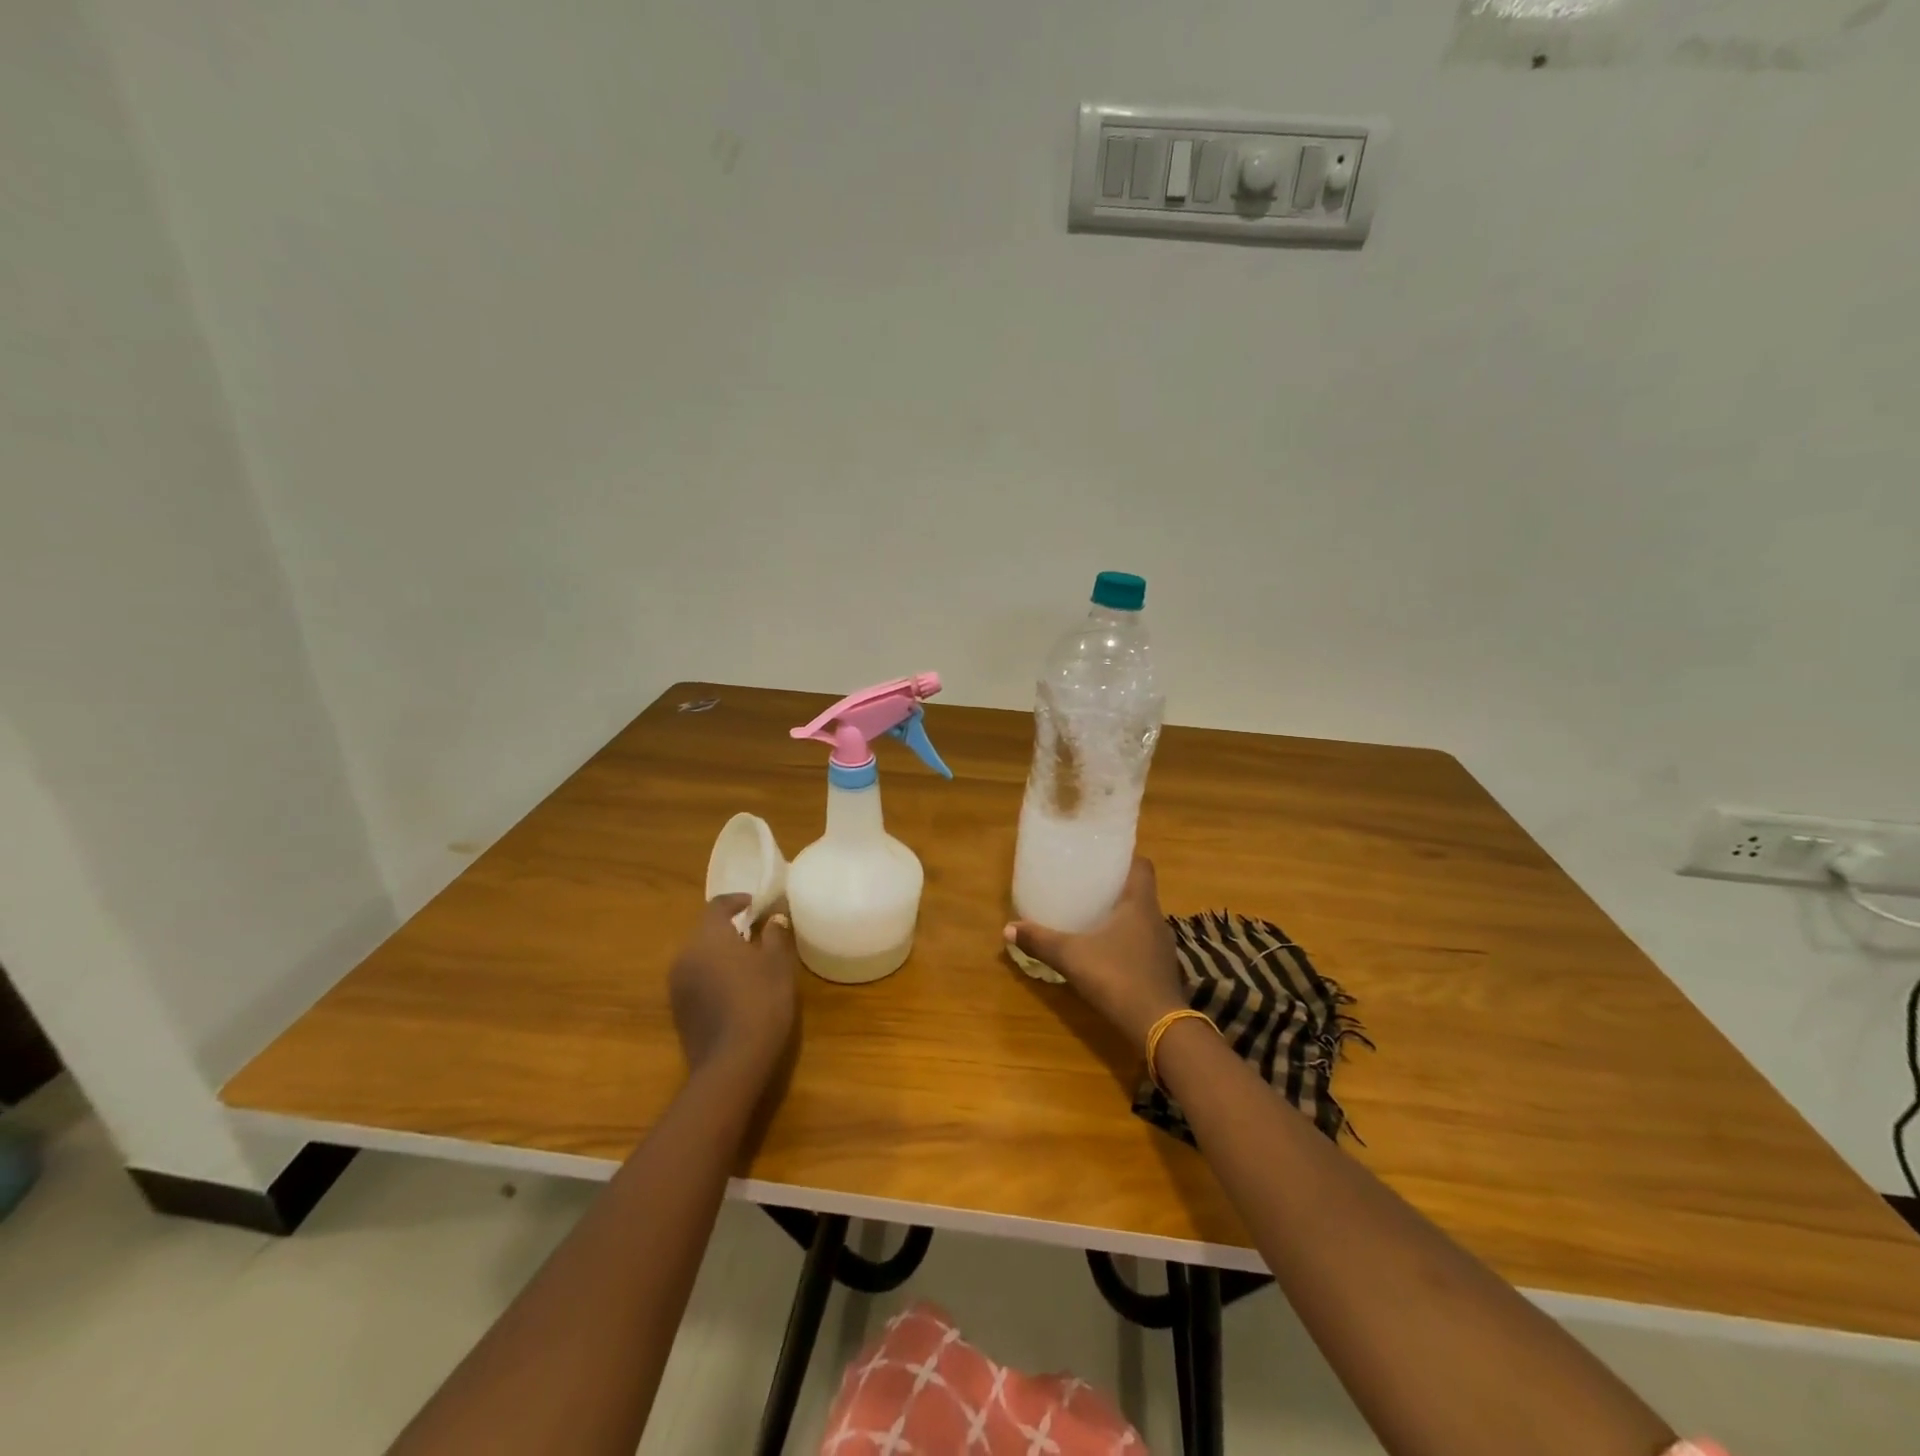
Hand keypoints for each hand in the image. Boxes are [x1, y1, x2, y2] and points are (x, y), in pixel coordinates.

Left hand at [669, 895, 798, 1080]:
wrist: (733, 1062)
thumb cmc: (761, 1000)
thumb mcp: (777, 963)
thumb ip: (774, 935)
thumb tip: (774, 918)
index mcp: (708, 936)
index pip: (717, 906)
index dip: (736, 901)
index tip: (755, 904)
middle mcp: (685, 954)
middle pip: (705, 931)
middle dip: (728, 929)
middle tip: (755, 933)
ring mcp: (677, 984)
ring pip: (699, 956)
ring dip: (719, 953)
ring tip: (747, 962)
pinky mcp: (678, 1010)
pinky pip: (696, 979)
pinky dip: (713, 975)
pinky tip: (734, 989)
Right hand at [1005, 858, 1188, 1047]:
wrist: (1158, 1026)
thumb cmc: (1117, 977)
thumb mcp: (1072, 956)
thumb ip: (1041, 941)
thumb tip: (1008, 928)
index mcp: (1140, 904)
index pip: (1143, 866)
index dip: (1126, 858)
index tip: (1102, 858)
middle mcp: (1156, 919)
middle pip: (1140, 891)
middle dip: (1116, 887)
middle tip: (1088, 885)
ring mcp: (1162, 946)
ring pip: (1141, 919)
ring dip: (1122, 915)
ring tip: (1093, 915)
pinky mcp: (1161, 969)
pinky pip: (1143, 943)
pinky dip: (1126, 941)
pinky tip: (1105, 950)